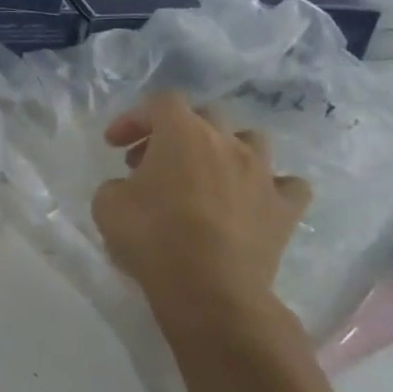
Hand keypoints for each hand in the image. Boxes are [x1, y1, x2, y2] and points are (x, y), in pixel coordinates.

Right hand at [91, 93, 311, 311]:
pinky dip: (268, 187)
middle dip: (174, 133)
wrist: (209, 289)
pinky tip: (250, 201)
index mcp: (183, 134)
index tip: (114, 145)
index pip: (160, 102)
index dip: (134, 118)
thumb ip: (118, 184)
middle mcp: (228, 143)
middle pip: (205, 116)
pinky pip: (286, 184)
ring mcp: (263, 174)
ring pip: (250, 140)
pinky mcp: (285, 209)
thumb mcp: (106, 205)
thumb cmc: (152, 238)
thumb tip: (131, 187)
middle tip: (150, 162)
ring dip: (224, 151)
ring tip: (204, 176)